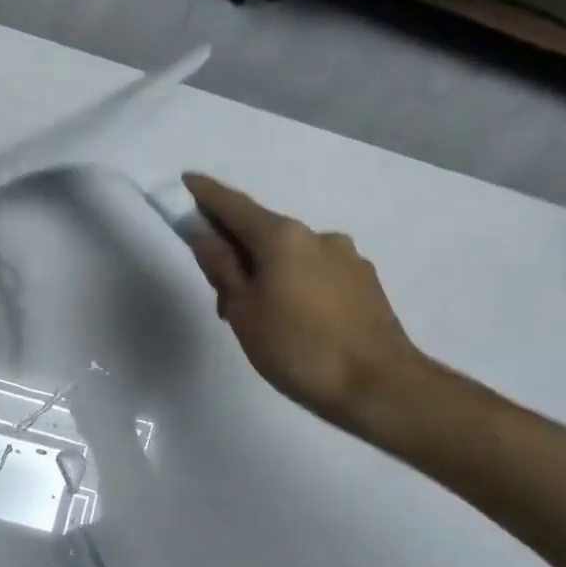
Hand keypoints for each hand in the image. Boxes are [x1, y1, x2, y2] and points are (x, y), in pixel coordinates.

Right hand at [182, 173, 428, 434]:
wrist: (379, 386)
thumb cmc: (297, 348)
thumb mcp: (243, 310)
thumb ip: (221, 267)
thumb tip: (204, 235)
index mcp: (282, 237)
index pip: (234, 206)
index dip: (206, 194)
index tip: (186, 181)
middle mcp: (317, 236)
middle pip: (262, 232)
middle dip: (236, 250)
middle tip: (218, 291)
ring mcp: (346, 258)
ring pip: (290, 256)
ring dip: (267, 272)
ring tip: (259, 319)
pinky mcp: (364, 282)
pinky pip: (315, 273)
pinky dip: (294, 285)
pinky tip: (293, 322)